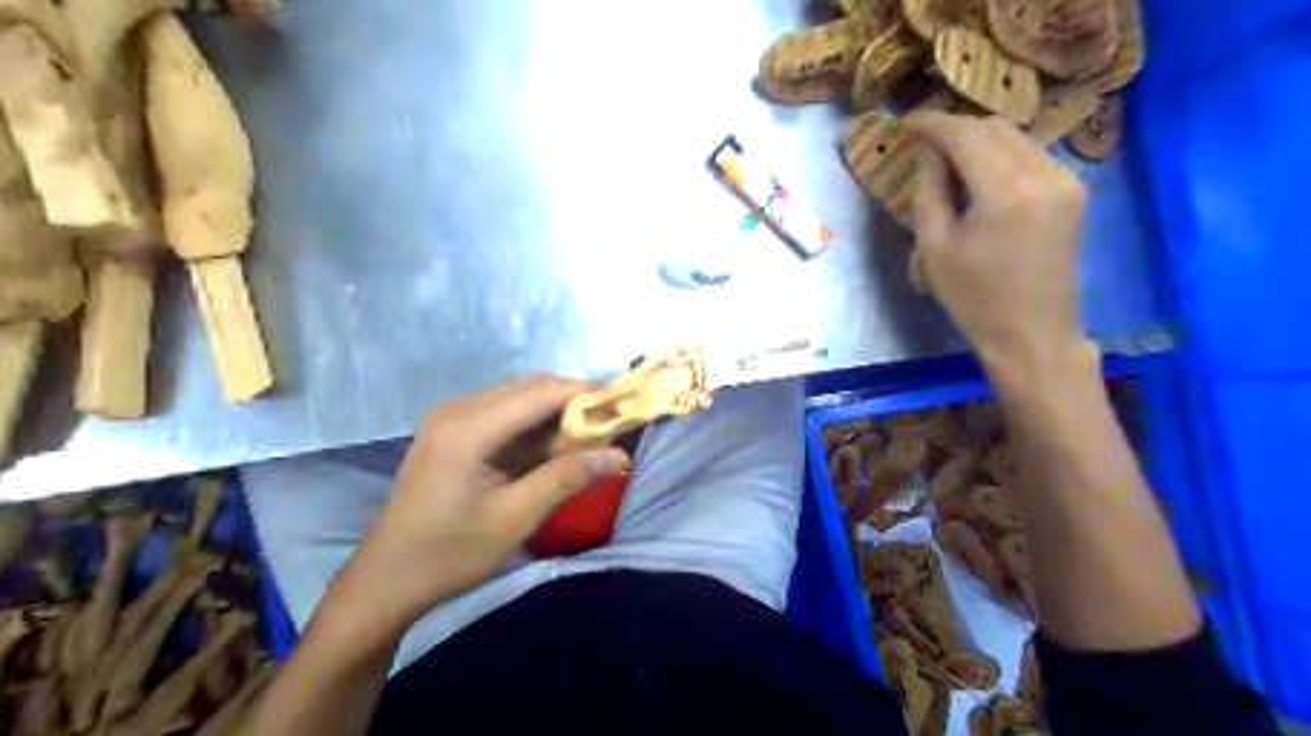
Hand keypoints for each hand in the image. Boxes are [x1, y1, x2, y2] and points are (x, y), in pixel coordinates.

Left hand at [335, 377, 625, 629]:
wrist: (386, 578)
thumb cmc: (451, 553)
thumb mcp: (516, 517)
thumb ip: (568, 477)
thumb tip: (620, 455)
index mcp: (470, 428)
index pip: (541, 392)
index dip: (586, 392)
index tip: (623, 404)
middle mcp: (458, 408)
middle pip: (530, 386)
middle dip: (573, 398)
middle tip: (610, 423)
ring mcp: (450, 416)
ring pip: (517, 395)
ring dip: (554, 409)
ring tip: (587, 434)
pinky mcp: (449, 429)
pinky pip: (502, 410)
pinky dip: (532, 420)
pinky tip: (549, 444)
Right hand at [907, 112, 1092, 377]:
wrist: (1032, 334)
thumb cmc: (974, 299)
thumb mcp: (935, 247)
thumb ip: (929, 191)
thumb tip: (929, 152)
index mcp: (1006, 192)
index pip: (966, 135)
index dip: (933, 123)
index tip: (905, 121)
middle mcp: (1045, 174)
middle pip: (995, 127)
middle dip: (956, 127)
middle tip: (922, 139)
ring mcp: (1067, 181)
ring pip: (1017, 137)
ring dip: (979, 139)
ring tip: (947, 156)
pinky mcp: (1074, 192)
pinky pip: (1032, 155)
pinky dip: (1002, 154)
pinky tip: (980, 173)